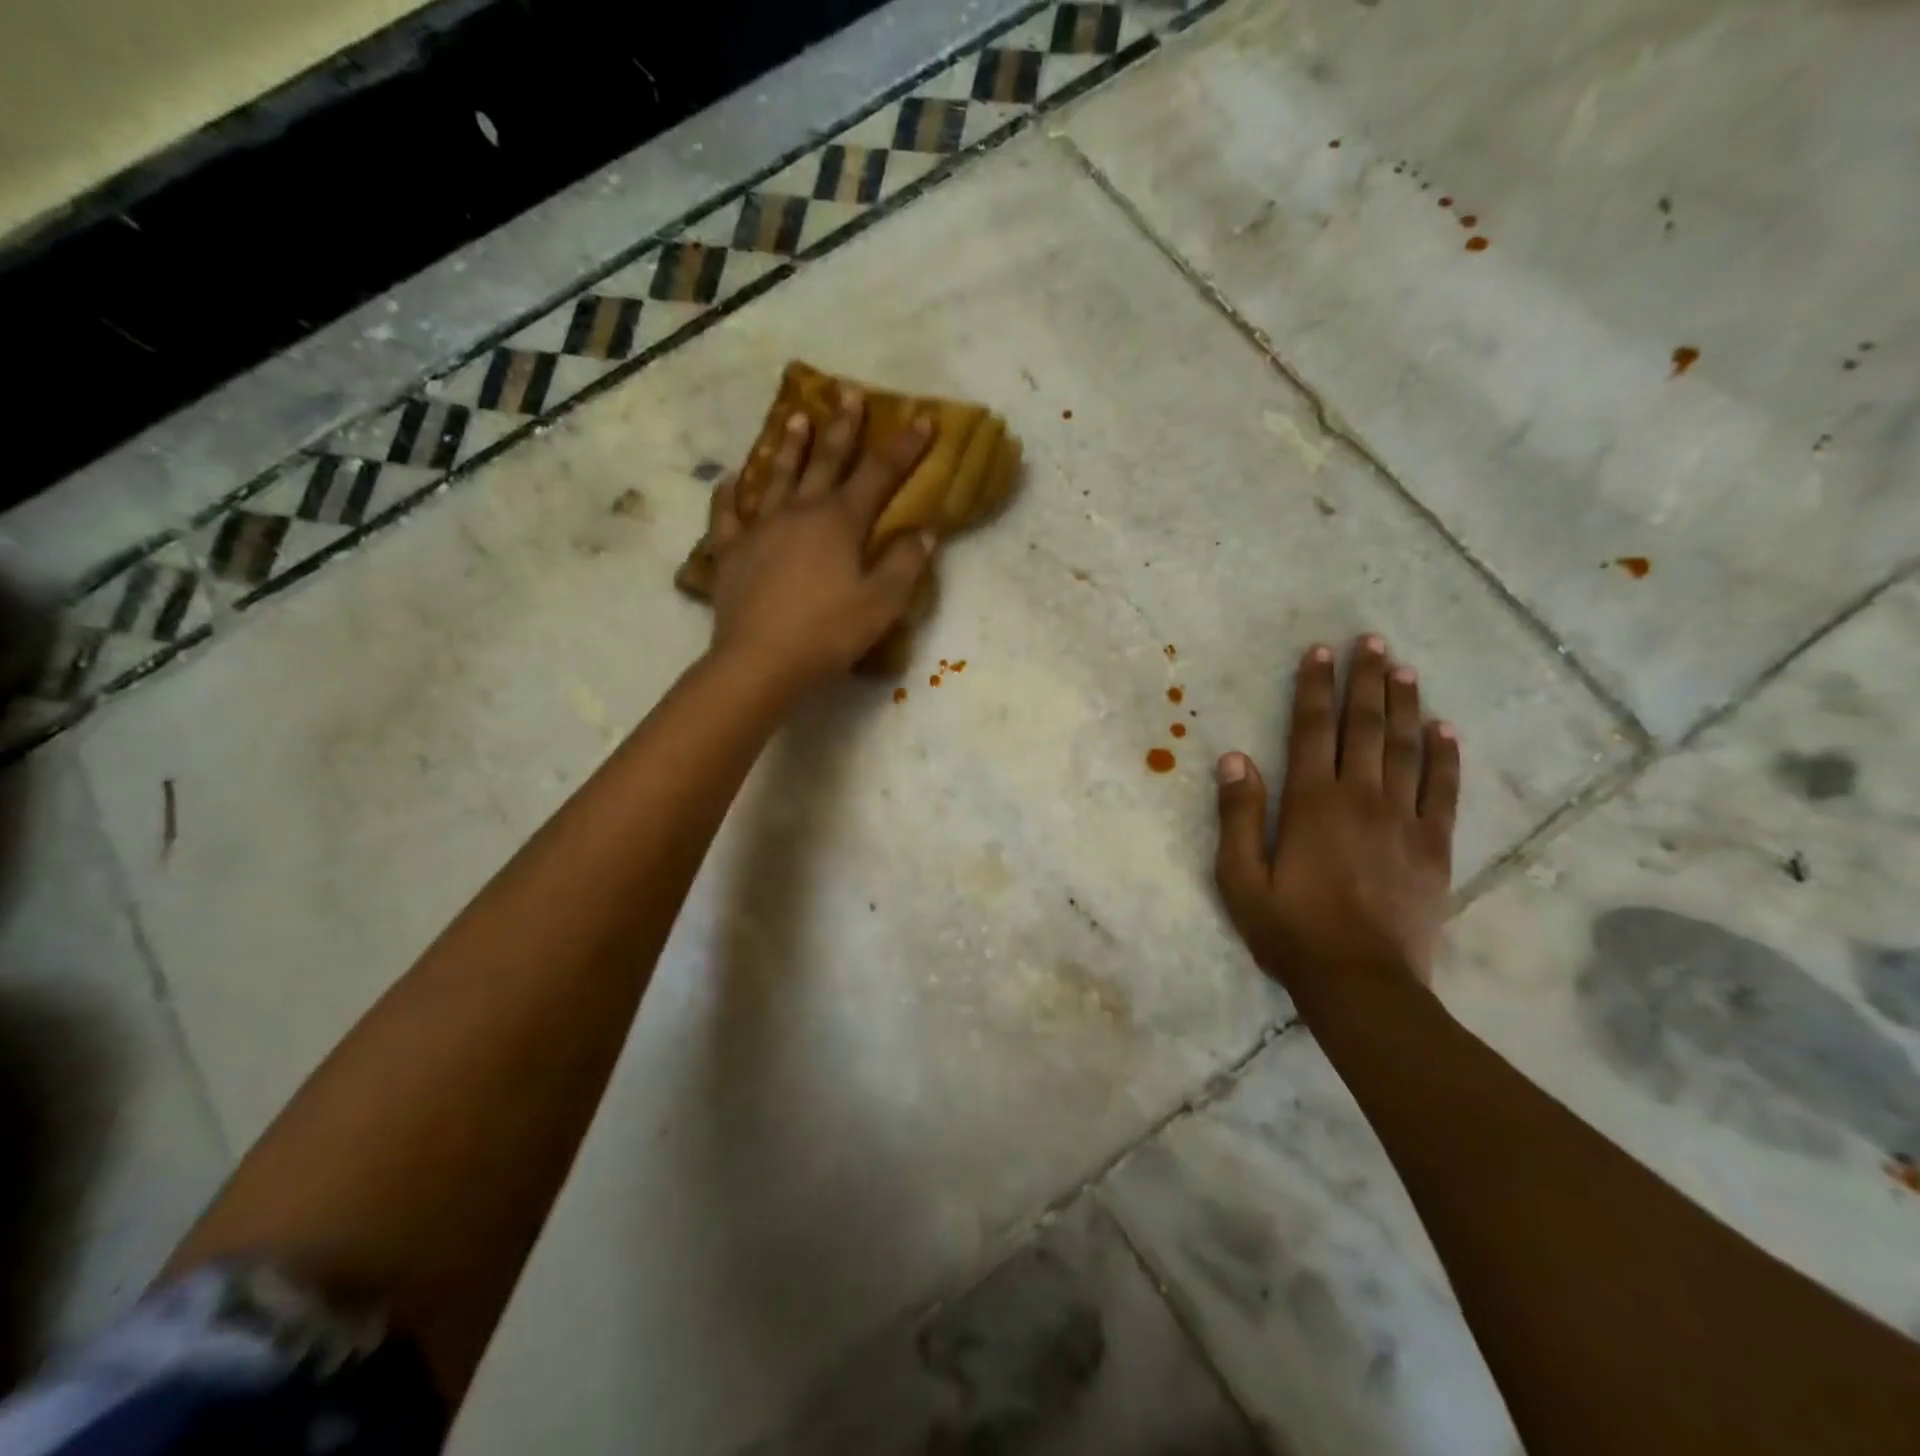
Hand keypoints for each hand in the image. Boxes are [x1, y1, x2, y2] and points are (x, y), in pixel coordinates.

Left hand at [706, 390, 934, 698]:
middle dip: (842, 428)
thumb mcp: (882, 604)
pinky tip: (730, 480)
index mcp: (840, 522)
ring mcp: (760, 528)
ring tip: (796, 417)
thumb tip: (926, 531)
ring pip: (776, 476)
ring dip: (789, 446)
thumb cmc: (828, 633)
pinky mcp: (731, 552)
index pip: (879, 474)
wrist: (760, 662)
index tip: (922, 417)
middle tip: (849, 393)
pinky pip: (727, 515)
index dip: (904, 446)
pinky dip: (729, 495)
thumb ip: (906, 564)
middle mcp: (799, 512)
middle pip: (825, 462)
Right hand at [1214, 636, 1460, 997]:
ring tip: (1404, 668)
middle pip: (1365, 727)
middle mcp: (1361, 799)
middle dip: (1366, 681)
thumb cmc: (1290, 931)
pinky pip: (1444, 790)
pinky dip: (1446, 756)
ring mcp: (1404, 820)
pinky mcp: (1434, 847)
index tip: (1322, 652)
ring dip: (1404, 705)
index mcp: (1312, 804)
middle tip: (1373, 641)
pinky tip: (1445, 729)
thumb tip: (1234, 758)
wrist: (1362, 984)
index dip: (1316, 688)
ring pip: (1405, 749)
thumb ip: (1238, 816)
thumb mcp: (1240, 879)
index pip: (1313, 730)